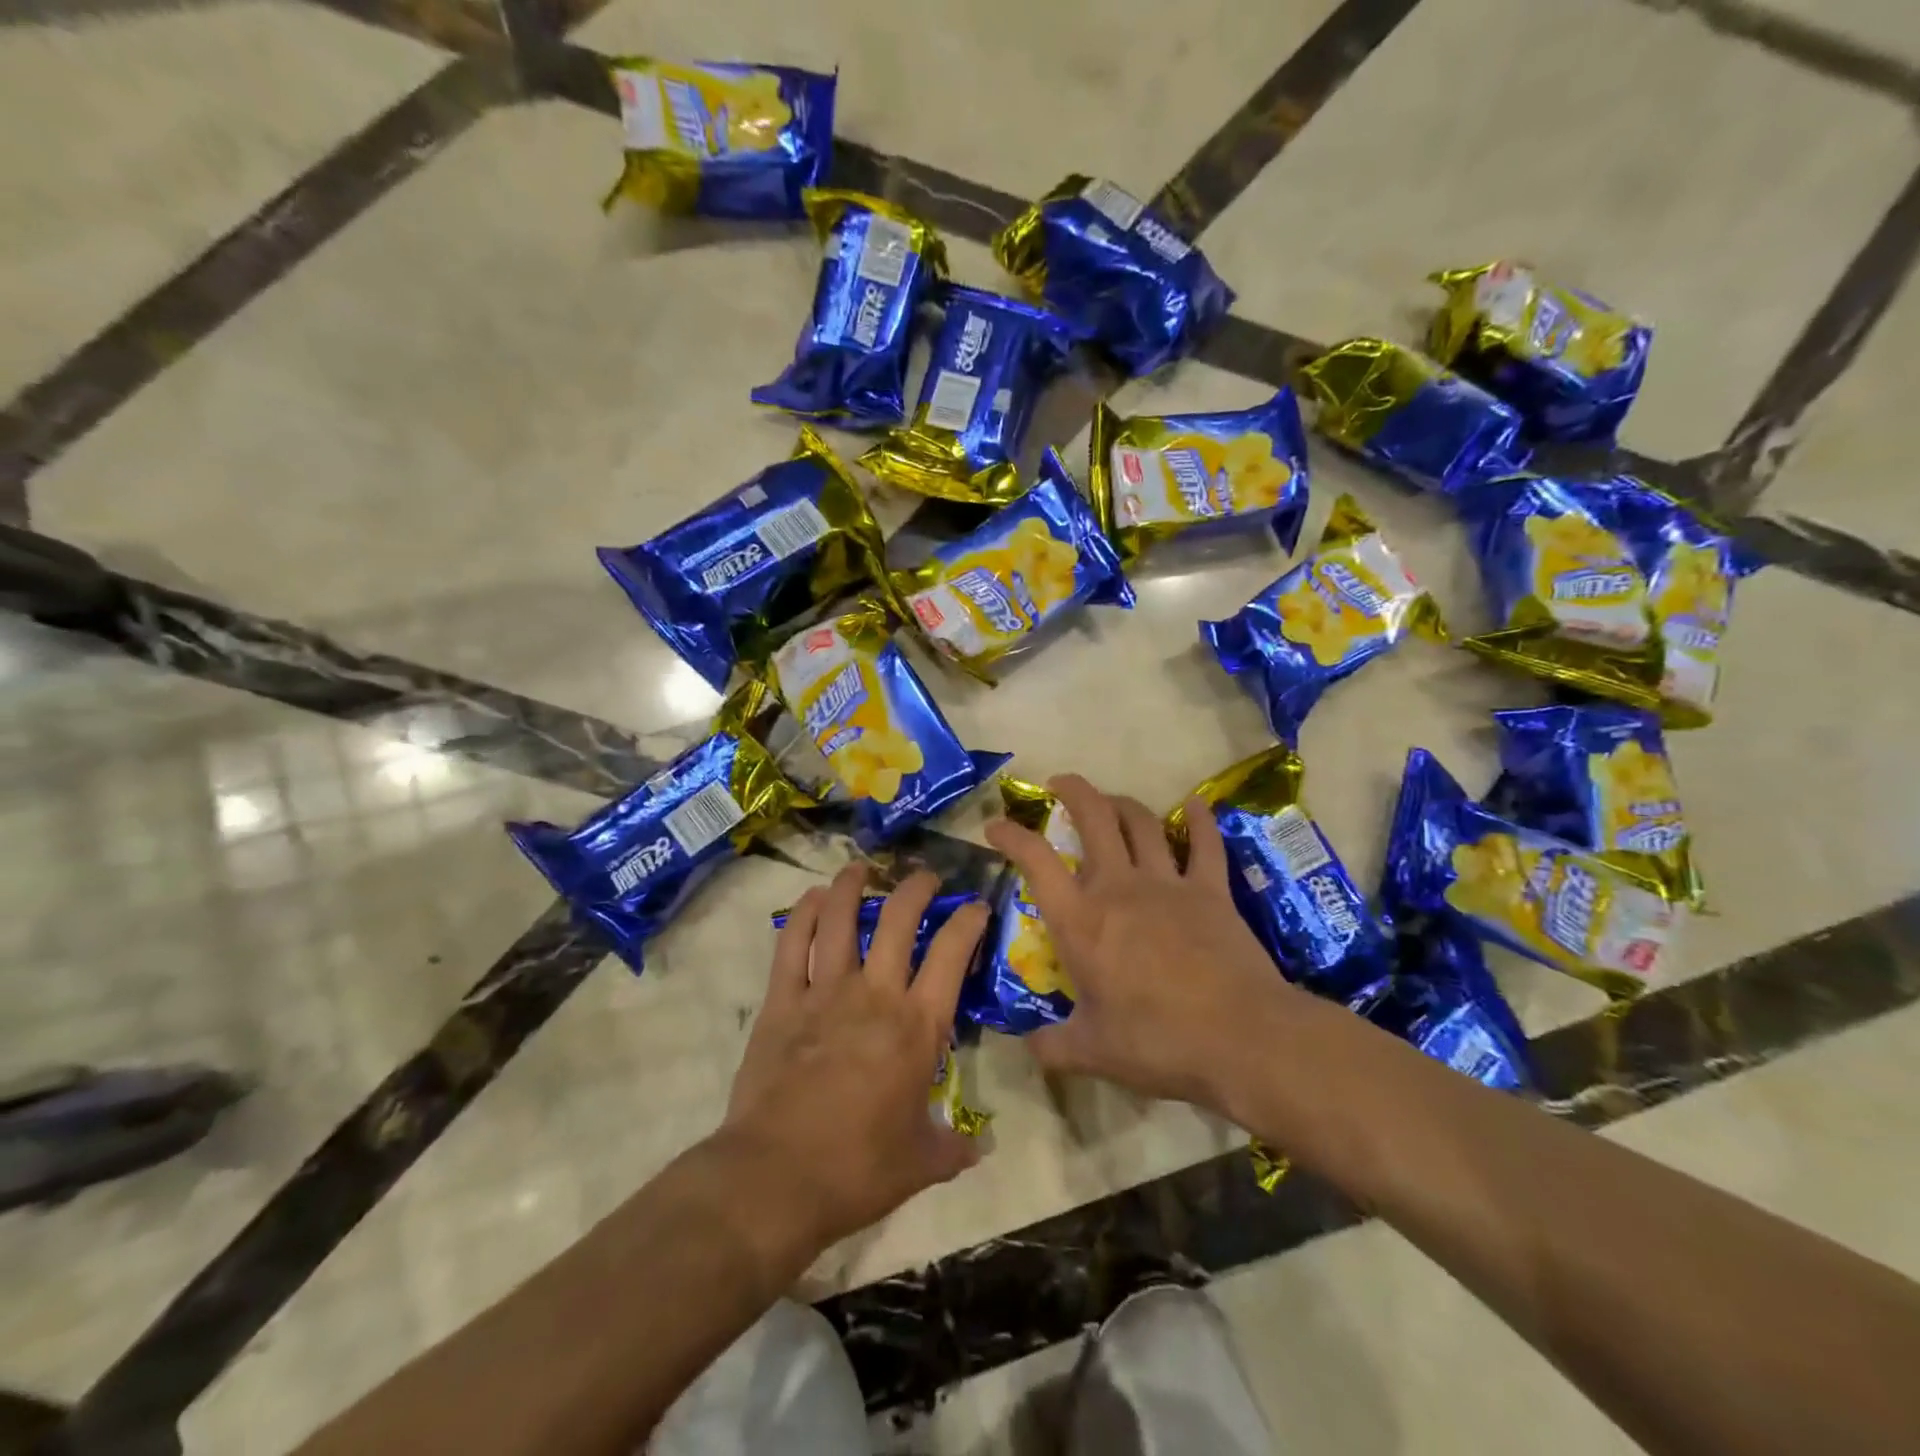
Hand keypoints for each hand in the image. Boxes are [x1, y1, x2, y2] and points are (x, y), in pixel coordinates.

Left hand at [723, 865, 988, 1256]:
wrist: (775, 1178)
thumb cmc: (857, 1169)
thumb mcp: (920, 1163)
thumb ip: (954, 1148)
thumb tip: (981, 1148)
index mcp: (917, 1026)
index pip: (951, 954)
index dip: (968, 922)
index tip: (976, 906)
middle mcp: (875, 994)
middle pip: (899, 919)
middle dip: (917, 888)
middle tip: (926, 877)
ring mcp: (824, 992)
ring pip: (841, 919)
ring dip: (852, 886)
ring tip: (862, 869)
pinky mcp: (782, 1001)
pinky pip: (792, 944)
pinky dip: (803, 915)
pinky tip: (811, 898)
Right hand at [985, 774, 1298, 1115]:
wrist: (1241, 1039)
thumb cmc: (1157, 1043)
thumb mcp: (1093, 1053)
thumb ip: (1053, 1048)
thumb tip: (1027, 1050)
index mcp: (1081, 921)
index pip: (1036, 861)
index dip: (1012, 835)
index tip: (996, 825)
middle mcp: (1119, 888)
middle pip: (1094, 819)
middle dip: (1074, 792)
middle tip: (1061, 783)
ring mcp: (1168, 884)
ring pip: (1141, 823)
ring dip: (1122, 804)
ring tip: (1111, 800)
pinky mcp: (1212, 891)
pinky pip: (1205, 845)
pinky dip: (1199, 821)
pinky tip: (1196, 805)